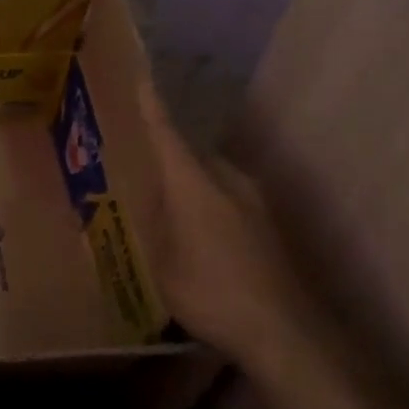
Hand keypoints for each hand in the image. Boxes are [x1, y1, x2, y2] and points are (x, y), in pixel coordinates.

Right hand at [137, 75, 319, 379]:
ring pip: (208, 175)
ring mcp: (253, 202)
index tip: (138, 75)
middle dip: (161, 149)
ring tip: (154, 189)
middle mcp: (228, 181)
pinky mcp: (265, 225)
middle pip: (188, 152)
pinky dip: (201, 198)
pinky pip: (222, 196)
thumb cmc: (211, 293)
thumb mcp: (158, 263)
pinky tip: (187, 223)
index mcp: (196, 184)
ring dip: (183, 177)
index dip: (150, 105)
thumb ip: (143, 226)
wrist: (286, 333)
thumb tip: (123, 204)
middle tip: (130, 152)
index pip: (167, 133)